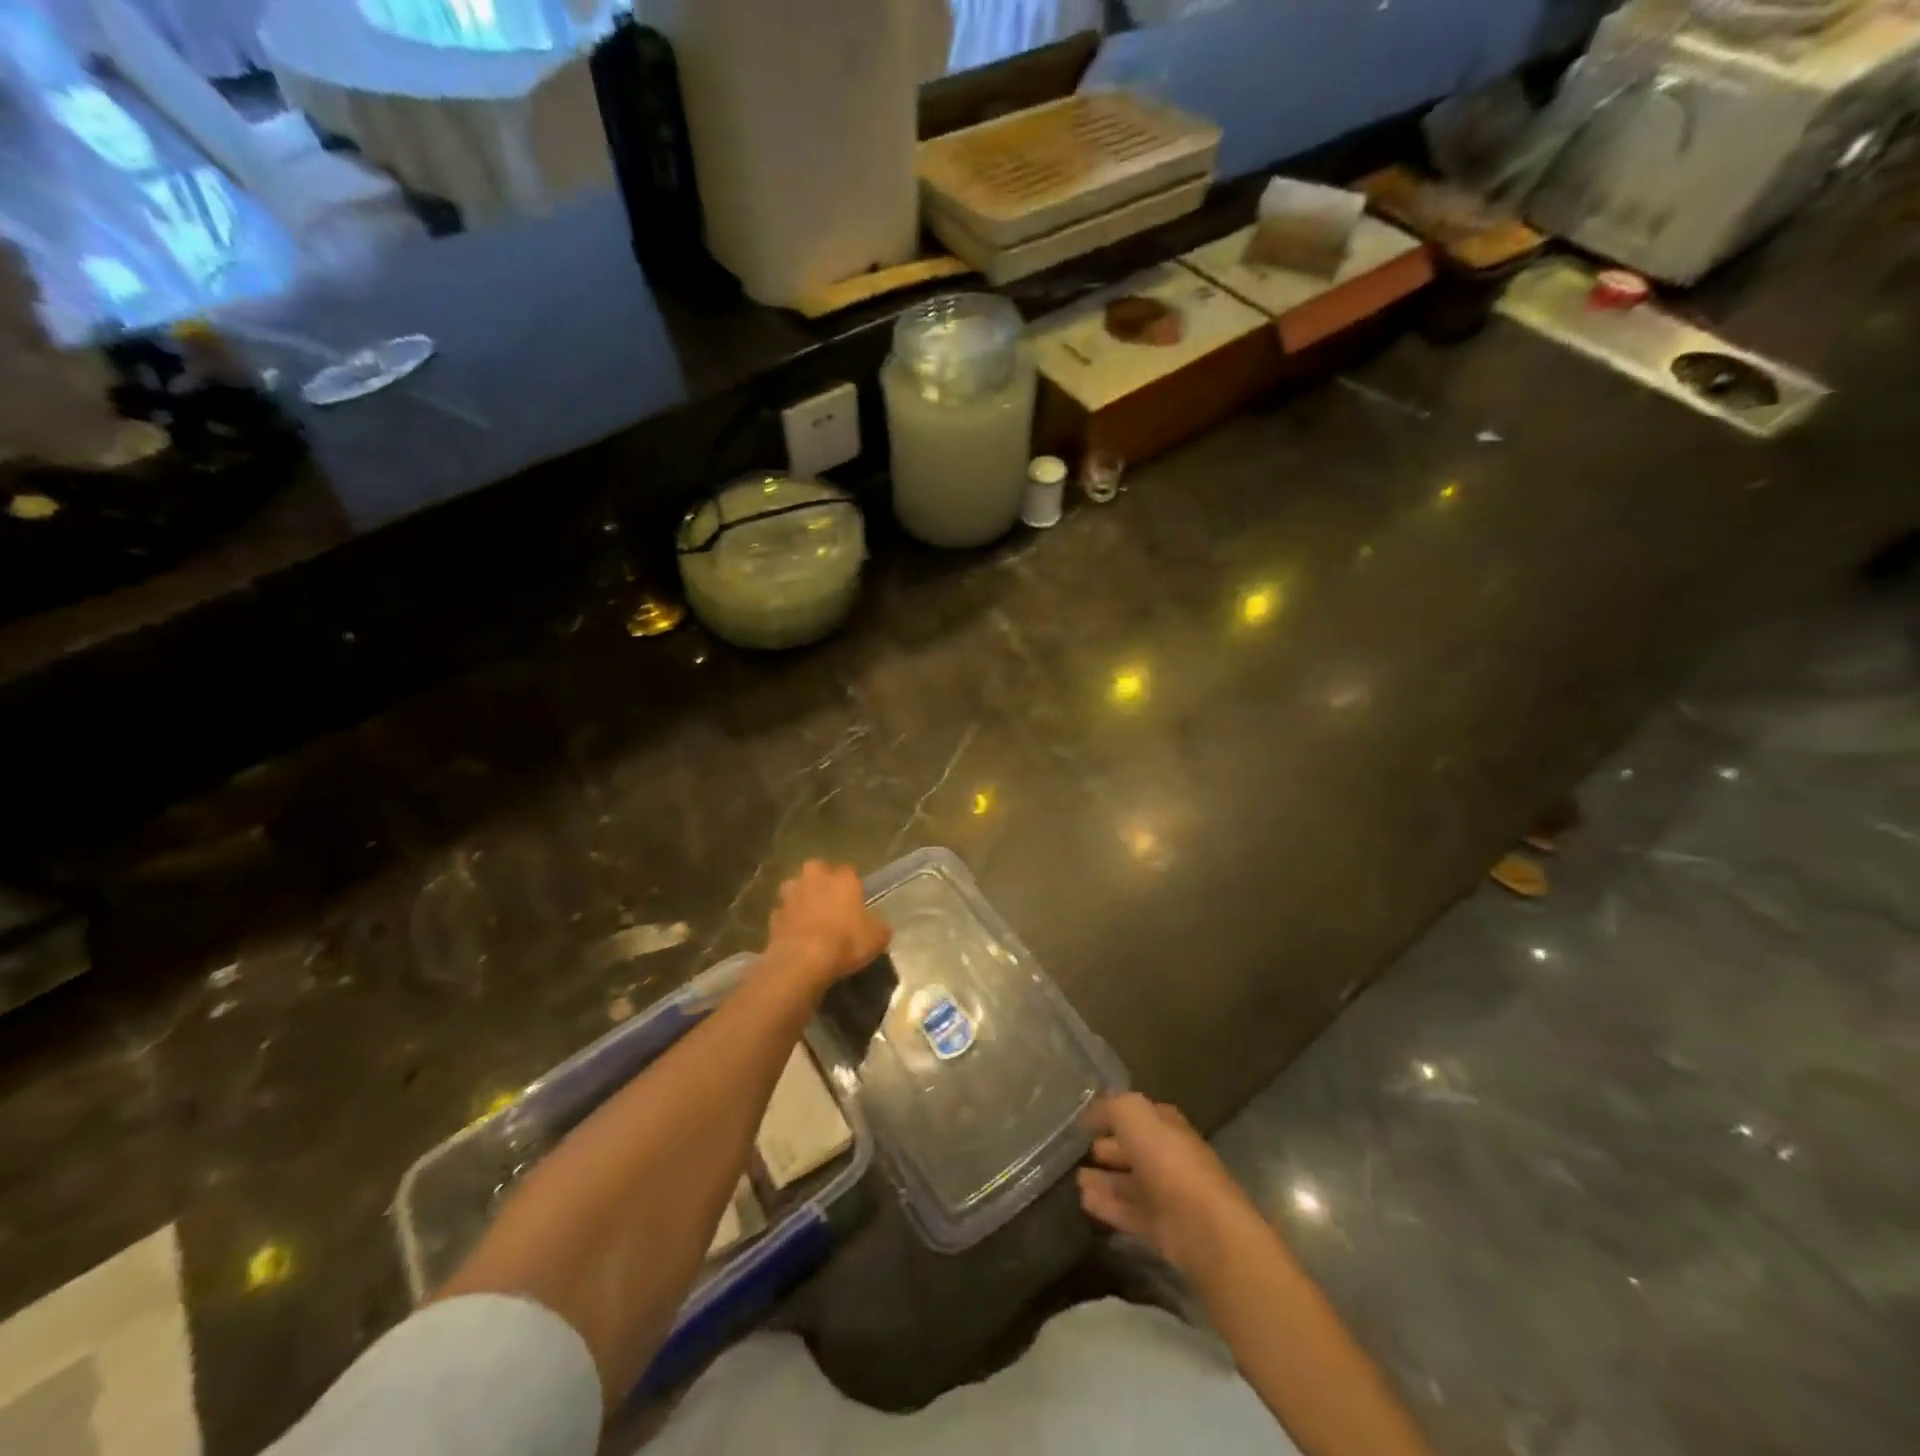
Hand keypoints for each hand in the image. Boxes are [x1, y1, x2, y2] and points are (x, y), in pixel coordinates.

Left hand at [766, 861, 891, 989]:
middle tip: (829, 900)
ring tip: (808, 915)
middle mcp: (815, 878)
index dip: (852, 885)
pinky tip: (795, 934)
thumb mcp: (877, 937)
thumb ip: (877, 925)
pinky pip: (783, 913)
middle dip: (821, 881)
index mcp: (843, 878)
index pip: (850, 871)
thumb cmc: (846, 942)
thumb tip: (876, 925)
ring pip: (795, 887)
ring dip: (800, 896)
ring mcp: (791, 895)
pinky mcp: (774, 915)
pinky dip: (788, 920)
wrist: (803, 961)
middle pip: (817, 869)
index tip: (856, 899)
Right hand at [1078, 1093, 1261, 1276]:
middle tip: (1078, 1150)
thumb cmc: (1167, 1159)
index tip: (1085, 1122)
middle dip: (1107, 1148)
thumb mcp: (1133, 1114)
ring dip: (1103, 1181)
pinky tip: (1084, 1202)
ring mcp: (1166, 1194)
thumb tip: (1090, 1114)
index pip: (1137, 1115)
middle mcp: (1168, 1156)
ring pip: (1128, 1183)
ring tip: (1075, 1180)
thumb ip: (1110, 1107)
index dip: (1112, 1115)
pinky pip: (1128, 1212)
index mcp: (1167, 1126)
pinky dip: (1107, 1206)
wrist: (1202, 1225)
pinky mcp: (1161, 1229)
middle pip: (1133, 1150)